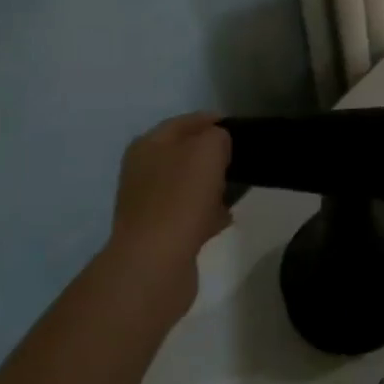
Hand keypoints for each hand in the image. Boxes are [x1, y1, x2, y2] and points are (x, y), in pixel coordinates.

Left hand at [106, 113, 233, 316]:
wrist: (155, 262)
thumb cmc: (181, 196)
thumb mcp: (208, 149)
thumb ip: (217, 136)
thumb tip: (217, 147)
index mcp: (148, 146)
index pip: (184, 122)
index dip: (212, 121)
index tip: (240, 128)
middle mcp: (142, 172)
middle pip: (184, 154)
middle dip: (212, 156)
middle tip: (240, 159)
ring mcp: (148, 205)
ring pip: (188, 186)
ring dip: (211, 186)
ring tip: (237, 190)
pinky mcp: (158, 234)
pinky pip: (189, 214)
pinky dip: (207, 214)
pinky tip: (225, 218)